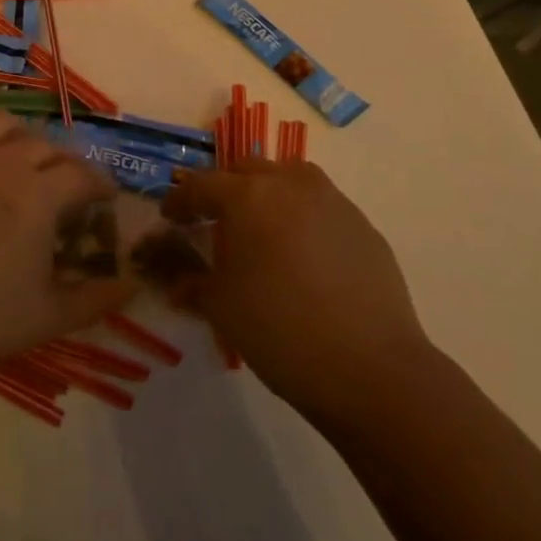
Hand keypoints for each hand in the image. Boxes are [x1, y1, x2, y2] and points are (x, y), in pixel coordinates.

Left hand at [0, 102, 134, 375]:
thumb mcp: (48, 317)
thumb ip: (97, 299)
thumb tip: (135, 286)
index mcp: (38, 196)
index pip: (83, 175)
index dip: (100, 185)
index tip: (104, 198)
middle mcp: (2, 163)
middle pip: (45, 147)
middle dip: (64, 165)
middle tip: (64, 189)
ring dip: (17, 136)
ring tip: (19, 157)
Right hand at [163, 158, 431, 408]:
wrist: (371, 369)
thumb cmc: (279, 330)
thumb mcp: (221, 307)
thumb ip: (193, 284)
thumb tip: (176, 284)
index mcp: (249, 197)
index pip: (201, 186)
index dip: (179, 200)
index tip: (169, 216)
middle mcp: (291, 186)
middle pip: (247, 171)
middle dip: (224, 189)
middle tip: (211, 218)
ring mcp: (334, 203)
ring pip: (290, 179)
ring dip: (267, 193)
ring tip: (259, 227)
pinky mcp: (364, 228)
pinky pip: (322, 207)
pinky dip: (302, 217)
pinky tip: (300, 255)